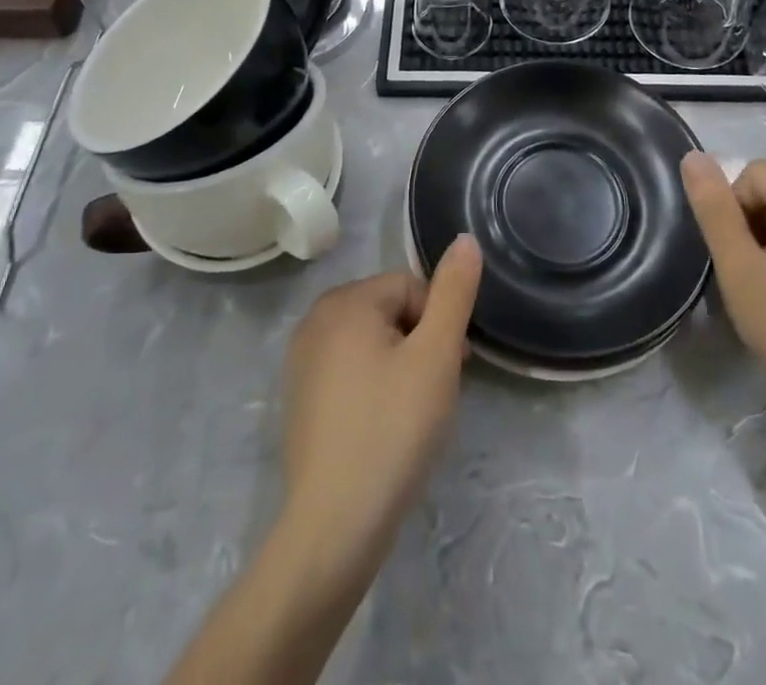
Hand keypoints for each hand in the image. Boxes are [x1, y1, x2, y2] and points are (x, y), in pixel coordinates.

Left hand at [279, 238, 482, 571]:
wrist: (334, 526)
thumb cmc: (392, 429)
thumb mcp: (436, 355)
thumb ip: (454, 293)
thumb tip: (465, 239)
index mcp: (344, 300)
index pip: (410, 288)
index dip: (438, 325)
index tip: (450, 370)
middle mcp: (315, 319)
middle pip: (390, 312)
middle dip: (420, 344)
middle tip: (433, 394)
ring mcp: (302, 360)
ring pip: (372, 343)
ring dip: (400, 367)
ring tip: (411, 415)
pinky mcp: (300, 397)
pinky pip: (350, 372)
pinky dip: (374, 389)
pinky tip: (383, 429)